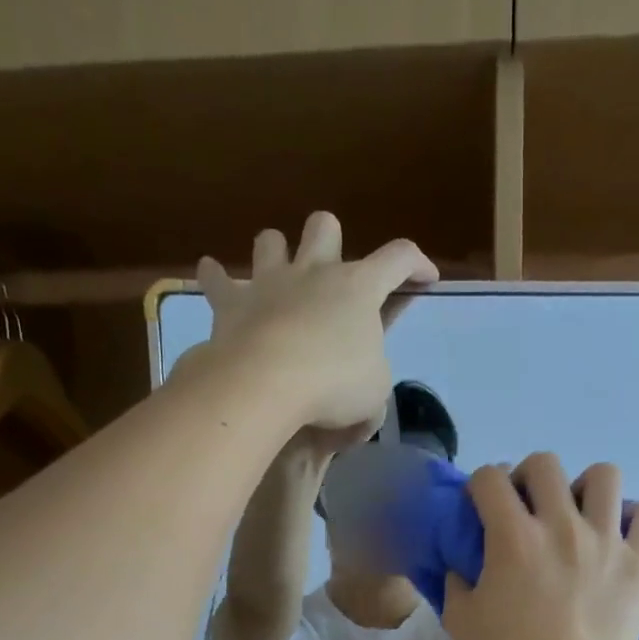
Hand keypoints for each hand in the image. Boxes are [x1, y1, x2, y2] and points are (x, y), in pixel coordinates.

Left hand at [197, 212, 437, 436]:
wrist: (267, 383)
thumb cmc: (334, 385)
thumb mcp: (373, 398)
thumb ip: (372, 394)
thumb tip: (361, 414)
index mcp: (359, 288)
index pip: (399, 258)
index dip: (417, 263)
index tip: (426, 277)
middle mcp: (314, 272)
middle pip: (324, 225)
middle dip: (330, 240)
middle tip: (332, 271)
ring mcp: (269, 281)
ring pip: (271, 240)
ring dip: (276, 252)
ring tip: (277, 274)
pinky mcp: (231, 302)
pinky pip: (217, 279)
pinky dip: (215, 278)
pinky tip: (212, 276)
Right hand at [442, 453, 638, 639]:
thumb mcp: (461, 622)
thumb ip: (457, 583)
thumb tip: (462, 565)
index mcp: (513, 537)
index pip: (490, 478)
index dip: (481, 485)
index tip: (482, 506)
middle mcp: (560, 526)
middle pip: (545, 464)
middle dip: (528, 477)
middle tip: (528, 509)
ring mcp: (606, 541)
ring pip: (603, 476)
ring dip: (585, 488)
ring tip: (579, 516)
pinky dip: (636, 517)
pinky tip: (621, 534)